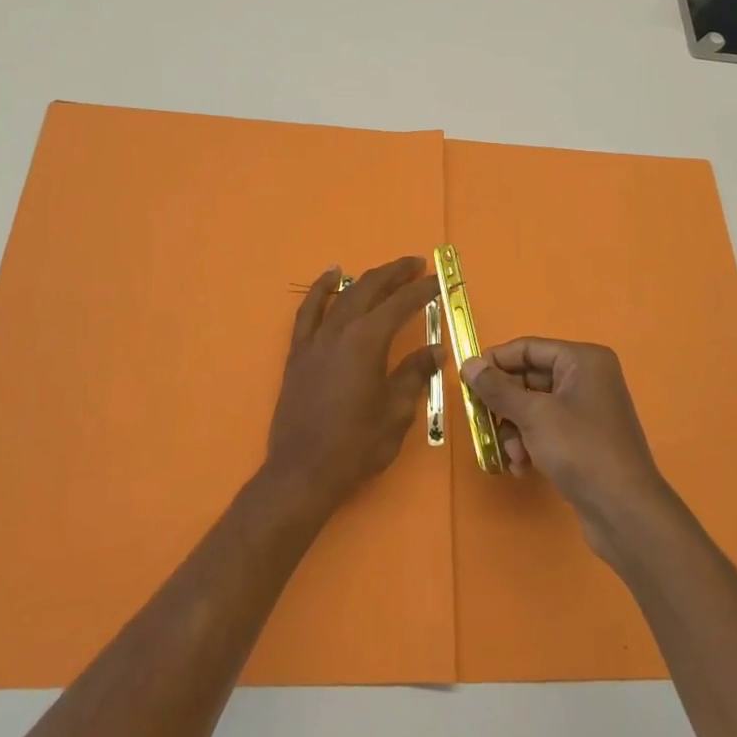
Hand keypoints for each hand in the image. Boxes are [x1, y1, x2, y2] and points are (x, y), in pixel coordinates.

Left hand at [264, 257, 443, 517]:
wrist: (303, 471)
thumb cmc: (356, 445)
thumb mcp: (396, 412)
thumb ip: (414, 374)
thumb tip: (434, 351)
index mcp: (367, 342)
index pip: (400, 305)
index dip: (422, 291)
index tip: (438, 281)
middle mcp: (339, 330)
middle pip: (370, 289)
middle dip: (395, 274)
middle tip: (417, 265)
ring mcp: (315, 339)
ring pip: (342, 295)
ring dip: (366, 279)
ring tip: (386, 271)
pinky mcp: (298, 352)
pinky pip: (309, 310)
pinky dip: (321, 289)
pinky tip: (331, 276)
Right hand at [462, 339, 675, 562]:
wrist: (625, 512)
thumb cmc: (581, 450)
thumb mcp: (534, 415)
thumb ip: (498, 388)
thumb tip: (468, 364)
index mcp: (582, 360)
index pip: (528, 348)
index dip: (496, 362)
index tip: (466, 381)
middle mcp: (587, 378)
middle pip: (529, 378)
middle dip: (505, 405)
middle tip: (482, 423)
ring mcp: (587, 410)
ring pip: (534, 407)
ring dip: (515, 430)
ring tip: (512, 456)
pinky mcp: (584, 439)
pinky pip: (546, 429)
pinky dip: (530, 444)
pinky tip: (522, 468)